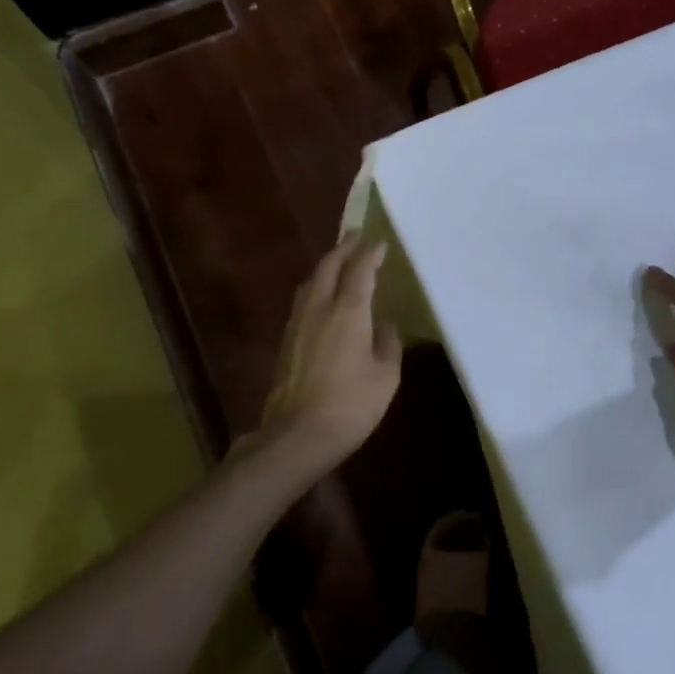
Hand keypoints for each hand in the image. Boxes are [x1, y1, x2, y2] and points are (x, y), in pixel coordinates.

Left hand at [254, 236, 403, 478]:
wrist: (298, 435)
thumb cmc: (352, 405)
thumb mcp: (386, 377)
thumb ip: (388, 345)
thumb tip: (384, 327)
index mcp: (348, 313)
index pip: (360, 271)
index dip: (370, 254)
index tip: (379, 242)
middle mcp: (320, 309)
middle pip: (328, 267)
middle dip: (343, 249)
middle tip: (355, 237)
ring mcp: (298, 324)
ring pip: (311, 282)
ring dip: (326, 266)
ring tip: (338, 261)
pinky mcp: (286, 341)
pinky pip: (303, 300)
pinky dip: (316, 287)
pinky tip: (322, 296)